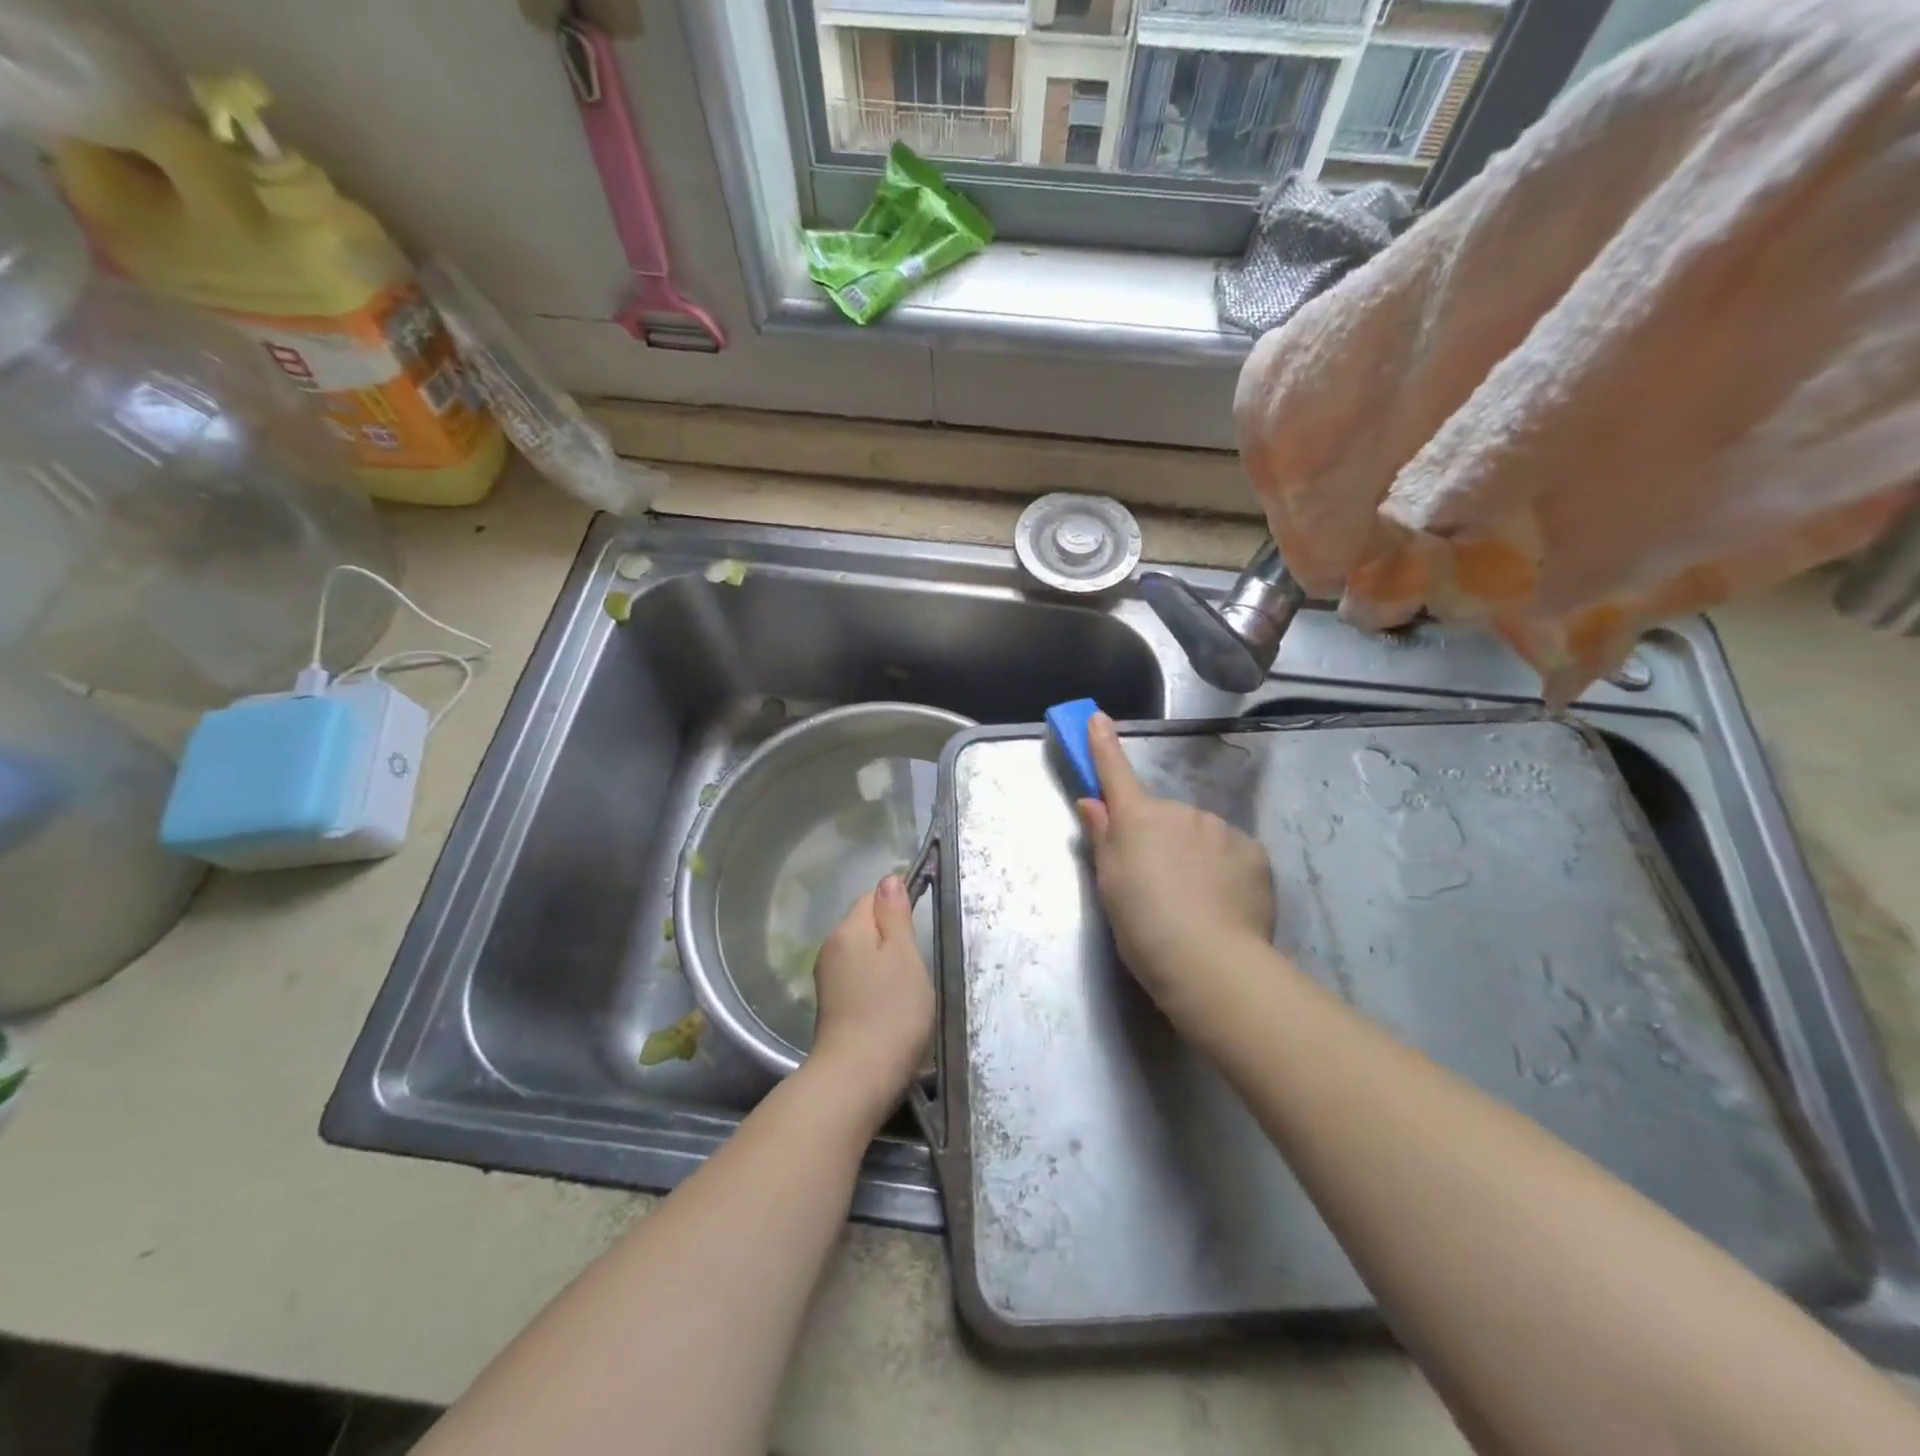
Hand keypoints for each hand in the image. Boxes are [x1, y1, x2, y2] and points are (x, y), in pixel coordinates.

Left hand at [808, 875, 935, 1114]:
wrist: (857, 1078)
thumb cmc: (892, 1012)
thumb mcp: (904, 956)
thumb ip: (895, 915)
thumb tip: (889, 878)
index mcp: (848, 930)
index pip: (872, 896)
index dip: (898, 903)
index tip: (921, 924)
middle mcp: (831, 948)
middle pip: (865, 924)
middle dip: (892, 935)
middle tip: (918, 961)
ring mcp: (828, 978)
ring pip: (863, 952)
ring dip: (885, 961)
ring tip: (908, 986)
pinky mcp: (831, 1005)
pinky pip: (858, 976)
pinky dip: (876, 983)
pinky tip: (891, 1004)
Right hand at [1076, 713, 1276, 1018]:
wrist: (1208, 959)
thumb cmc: (1142, 924)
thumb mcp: (1109, 884)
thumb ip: (1103, 837)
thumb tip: (1092, 803)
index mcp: (1138, 819)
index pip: (1115, 775)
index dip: (1103, 746)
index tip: (1097, 717)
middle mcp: (1179, 812)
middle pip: (1164, 817)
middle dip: (1161, 838)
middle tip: (1157, 884)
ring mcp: (1220, 828)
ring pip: (1200, 835)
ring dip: (1195, 856)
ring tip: (1195, 902)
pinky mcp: (1253, 851)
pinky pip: (1231, 853)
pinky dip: (1225, 871)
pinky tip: (1223, 903)